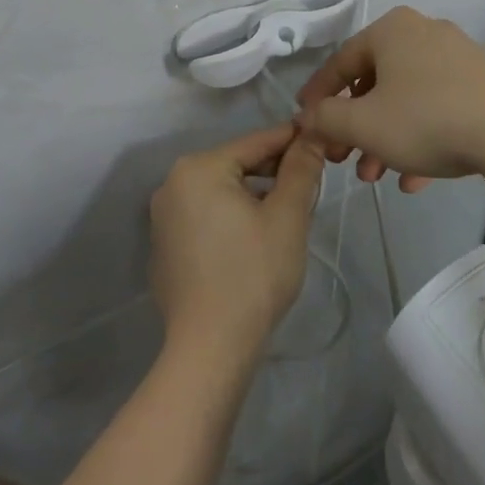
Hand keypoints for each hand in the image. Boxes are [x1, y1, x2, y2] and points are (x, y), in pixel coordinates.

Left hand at [148, 124, 324, 367]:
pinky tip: (256, 242)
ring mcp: (163, 219)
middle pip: (235, 165)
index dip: (292, 141)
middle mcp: (172, 185)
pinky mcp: (165, 248)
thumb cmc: (253, 273)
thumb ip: (301, 169)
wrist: (210, 347)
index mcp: (198, 169)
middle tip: (310, 185)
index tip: (321, 141)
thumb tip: (311, 136)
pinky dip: (232, 219)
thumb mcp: (287, 216)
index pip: (255, 142)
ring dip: (255, 196)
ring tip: (288, 214)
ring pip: (221, 192)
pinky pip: (205, 218)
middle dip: (273, 172)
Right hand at [295, 7, 484, 189]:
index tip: (305, 125)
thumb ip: (326, 118)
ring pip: (406, 100)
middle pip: (375, 84)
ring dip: (385, 140)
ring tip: (377, 177)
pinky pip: (438, 108)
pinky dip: (420, 139)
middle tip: (344, 161)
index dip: (318, 97)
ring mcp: (457, 57)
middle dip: (355, 129)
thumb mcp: (363, 123)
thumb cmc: (426, 119)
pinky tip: (415, 179)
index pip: (340, 62)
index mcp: (391, 30)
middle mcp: (423, 33)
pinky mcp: (482, 83)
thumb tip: (307, 117)